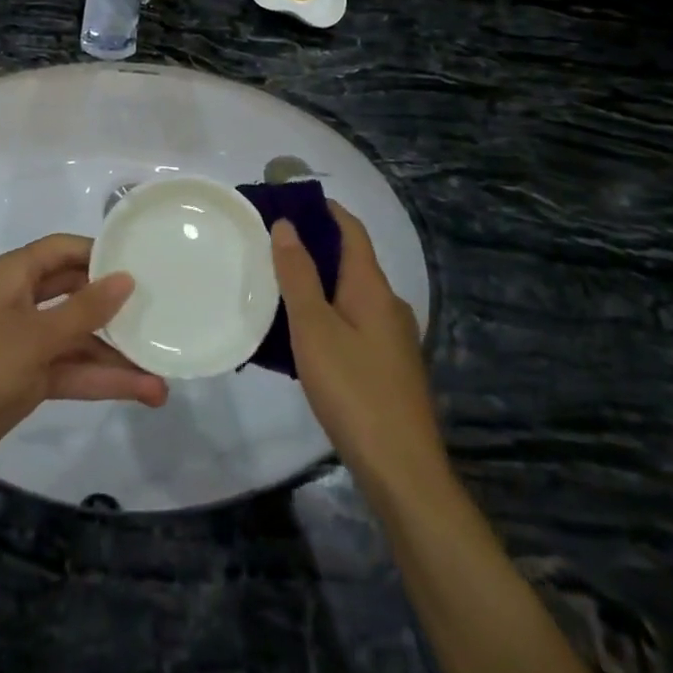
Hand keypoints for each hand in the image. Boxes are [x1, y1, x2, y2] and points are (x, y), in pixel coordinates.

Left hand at [0, 234, 168, 493]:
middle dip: (116, 307)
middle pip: (78, 293)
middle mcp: (24, 300)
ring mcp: (27, 341)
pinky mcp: (30, 378)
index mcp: (16, 274)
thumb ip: (84, 309)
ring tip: (163, 372)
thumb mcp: (36, 335)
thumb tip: (126, 278)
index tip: (143, 261)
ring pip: (80, 339)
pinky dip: (102, 380)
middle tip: (161, 311)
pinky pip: (73, 370)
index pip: (65, 249)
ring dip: (116, 356)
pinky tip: (141, 392)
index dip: (101, 253)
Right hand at [272, 203, 443, 496]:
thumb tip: (287, 224)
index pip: (351, 229)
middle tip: (270, 243)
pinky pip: (353, 322)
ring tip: (277, 285)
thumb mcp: (314, 328)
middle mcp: (389, 305)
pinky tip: (301, 335)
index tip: (289, 200)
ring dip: (318, 282)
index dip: (324, 209)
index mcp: (373, 287)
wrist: (402, 472)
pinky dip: (326, 313)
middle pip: (351, 260)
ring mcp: (393, 339)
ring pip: (350, 294)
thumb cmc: (353, 390)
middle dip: (314, 246)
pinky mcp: (389, 368)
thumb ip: (298, 275)